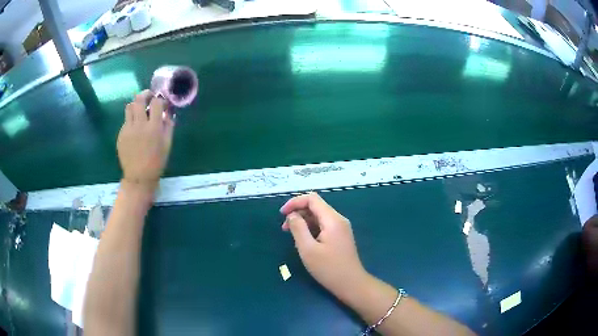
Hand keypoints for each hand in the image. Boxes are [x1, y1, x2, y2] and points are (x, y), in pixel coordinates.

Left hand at [117, 90, 173, 187]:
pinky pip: (126, 120)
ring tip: (140, 110)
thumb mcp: (167, 144)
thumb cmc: (157, 161)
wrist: (139, 177)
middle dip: (145, 94)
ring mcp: (128, 129)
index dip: (160, 99)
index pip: (156, 102)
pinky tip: (135, 129)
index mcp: (153, 127)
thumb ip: (168, 125)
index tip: (162, 103)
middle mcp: (139, 125)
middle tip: (149, 97)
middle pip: (139, 99)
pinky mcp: (121, 134)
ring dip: (136, 105)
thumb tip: (167, 111)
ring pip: (129, 107)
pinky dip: (132, 119)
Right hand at [281, 192, 367, 301]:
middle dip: (298, 213)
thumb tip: (292, 215)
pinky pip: (324, 226)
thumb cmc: (328, 268)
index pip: (312, 199)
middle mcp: (338, 220)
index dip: (295, 202)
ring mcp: (341, 228)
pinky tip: (304, 241)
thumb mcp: (308, 249)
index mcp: (332, 219)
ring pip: (319, 217)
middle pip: (316, 207)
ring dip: (304, 222)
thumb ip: (298, 228)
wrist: (351, 284)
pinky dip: (311, 229)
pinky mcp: (340, 236)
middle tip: (284, 228)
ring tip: (292, 236)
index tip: (282, 214)